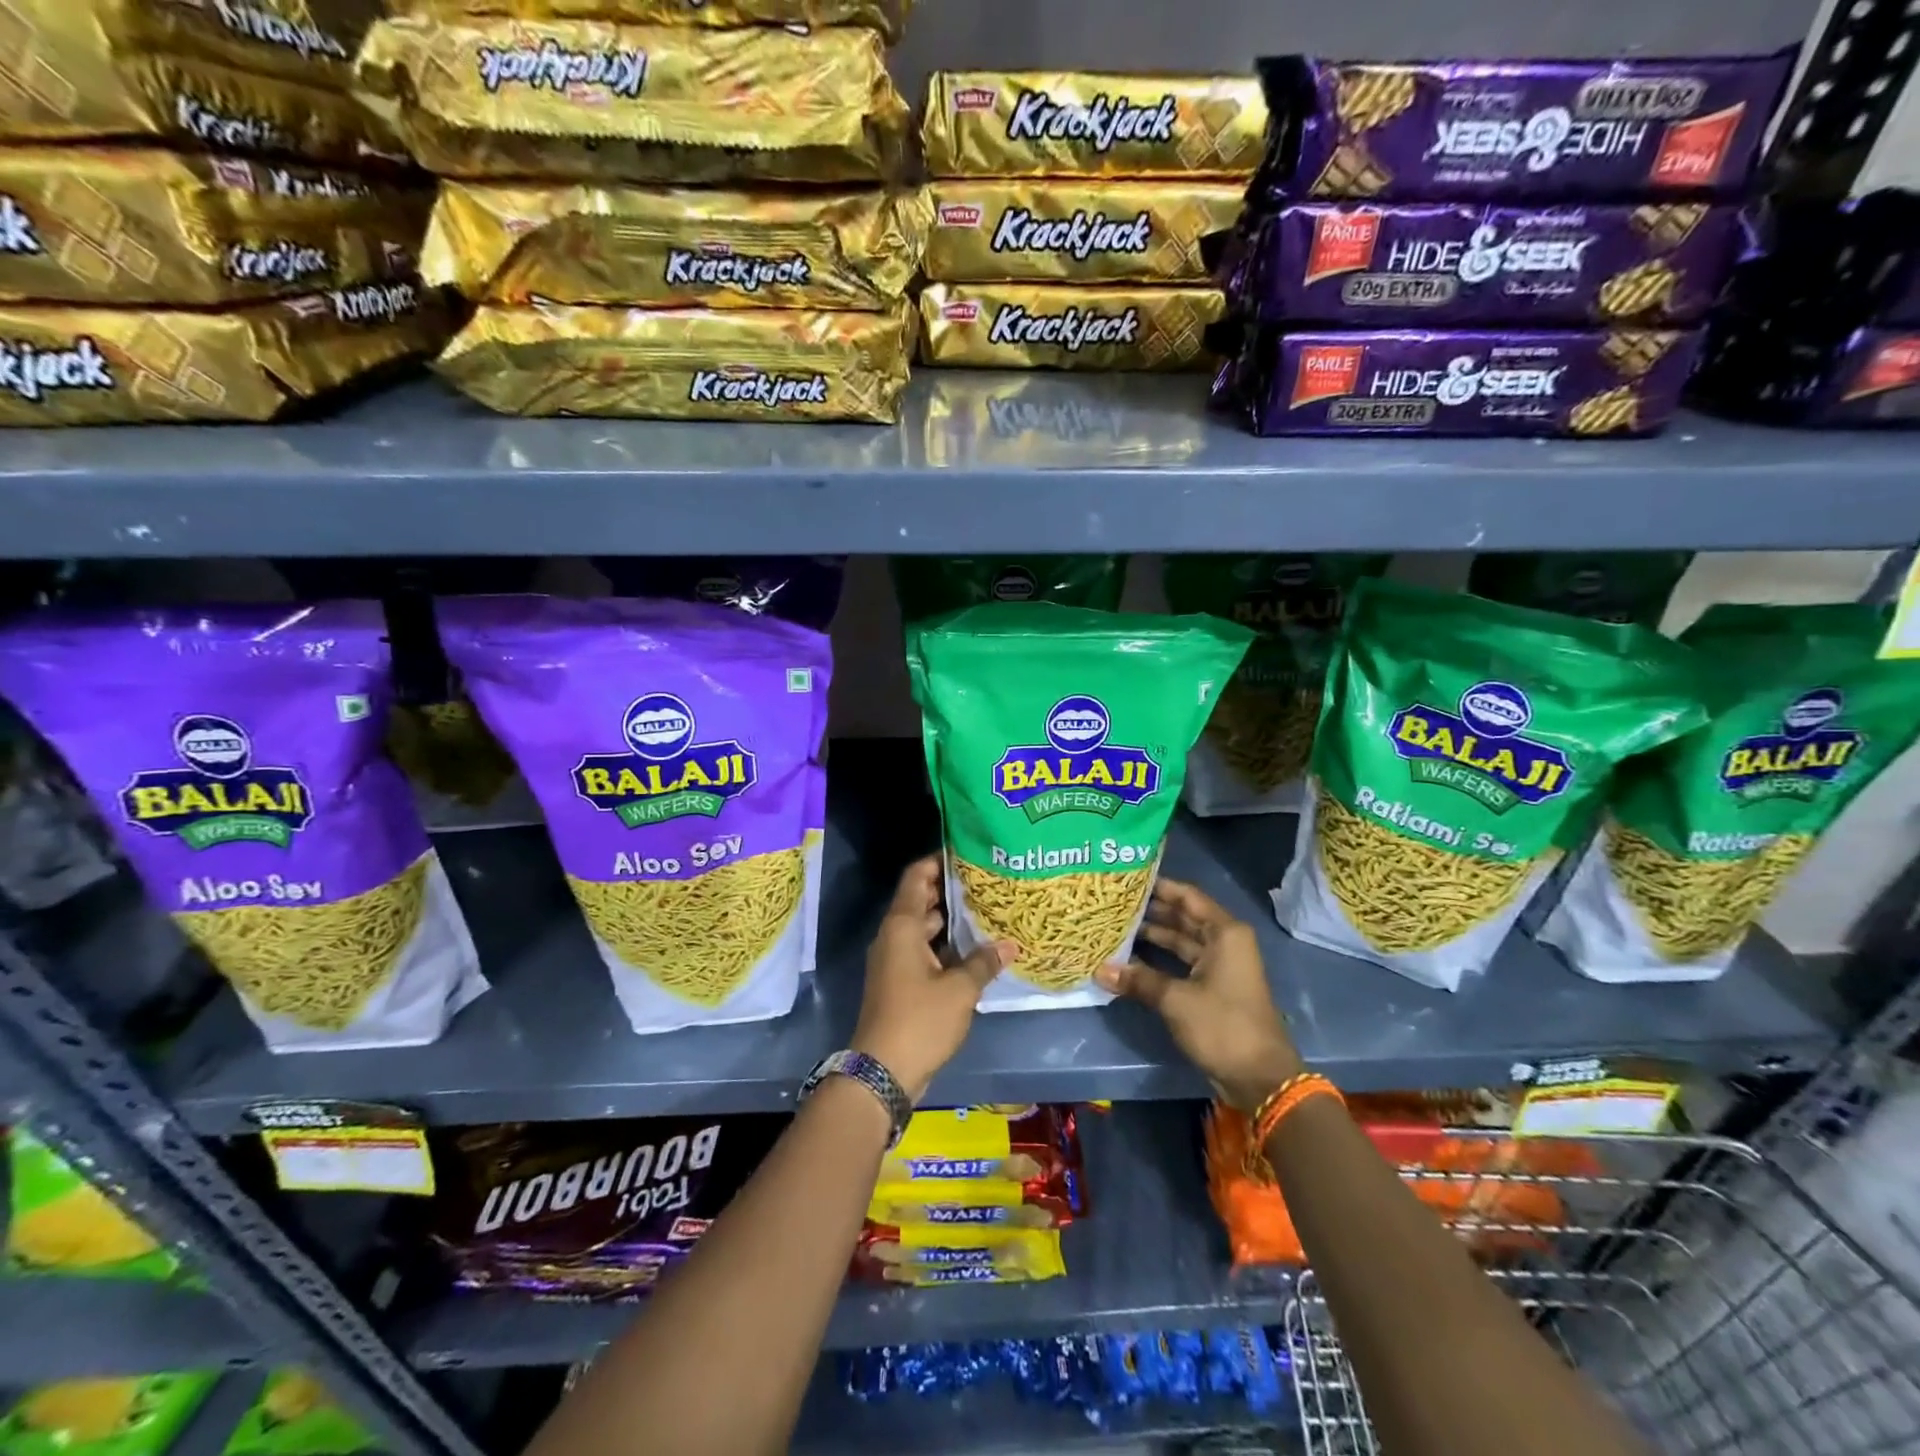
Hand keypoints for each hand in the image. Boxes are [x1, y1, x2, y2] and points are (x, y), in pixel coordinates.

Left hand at [852, 856, 1013, 1102]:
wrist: (882, 1071)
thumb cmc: (919, 1020)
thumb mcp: (960, 990)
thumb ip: (984, 962)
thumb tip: (1010, 944)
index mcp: (902, 926)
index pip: (916, 877)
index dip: (937, 861)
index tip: (965, 852)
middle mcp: (894, 936)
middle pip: (921, 901)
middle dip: (951, 890)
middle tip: (987, 881)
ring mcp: (895, 960)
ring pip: (924, 929)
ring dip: (951, 921)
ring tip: (988, 911)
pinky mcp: (900, 982)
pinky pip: (924, 952)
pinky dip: (946, 946)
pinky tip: (976, 950)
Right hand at [1095, 877, 1302, 1112]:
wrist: (1260, 1079)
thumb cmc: (1223, 1026)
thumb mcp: (1176, 1000)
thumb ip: (1138, 980)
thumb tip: (1099, 970)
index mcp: (1225, 933)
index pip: (1187, 896)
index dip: (1158, 886)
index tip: (1127, 879)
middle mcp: (1224, 942)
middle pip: (1183, 916)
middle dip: (1151, 910)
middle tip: (1114, 902)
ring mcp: (1219, 966)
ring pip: (1181, 941)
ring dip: (1153, 936)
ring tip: (1115, 926)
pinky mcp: (1212, 988)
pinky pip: (1181, 963)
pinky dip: (1159, 960)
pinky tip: (1129, 959)